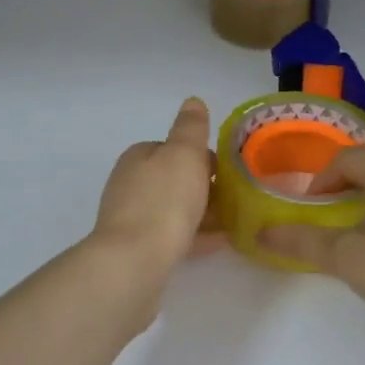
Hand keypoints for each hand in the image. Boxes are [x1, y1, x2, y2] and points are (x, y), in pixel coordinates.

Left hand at [90, 97, 220, 270]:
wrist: (134, 263)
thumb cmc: (163, 202)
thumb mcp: (183, 154)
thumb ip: (190, 128)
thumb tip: (193, 101)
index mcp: (137, 157)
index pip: (172, 148)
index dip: (201, 156)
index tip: (227, 170)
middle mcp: (129, 184)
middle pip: (173, 179)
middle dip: (203, 186)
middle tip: (235, 197)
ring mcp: (131, 219)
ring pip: (174, 209)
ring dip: (202, 212)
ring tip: (233, 220)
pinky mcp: (138, 250)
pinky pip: (173, 236)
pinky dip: (196, 235)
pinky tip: (220, 242)